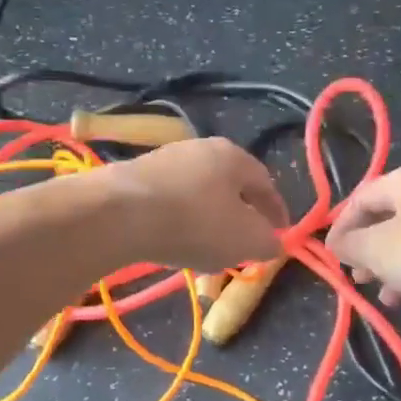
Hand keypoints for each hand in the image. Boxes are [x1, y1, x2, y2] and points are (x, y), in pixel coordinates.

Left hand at [99, 138, 289, 270]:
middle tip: (242, 245)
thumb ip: (267, 242)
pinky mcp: (133, 179)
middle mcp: (199, 149)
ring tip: (205, 251)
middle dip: (238, 218)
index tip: (281, 235)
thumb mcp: (246, 240)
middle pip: (228, 187)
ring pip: (197, 196)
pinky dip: (177, 223)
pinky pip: (168, 203)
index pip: (265, 184)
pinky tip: (172, 244)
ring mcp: (163, 161)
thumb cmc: (196, 223)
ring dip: (206, 222)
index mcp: (233, 156)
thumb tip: (273, 243)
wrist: (119, 215)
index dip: (276, 212)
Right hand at [326, 162, 400, 302]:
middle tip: (358, 277)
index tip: (331, 258)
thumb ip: (351, 246)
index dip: (340, 228)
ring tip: (386, 294)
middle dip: (369, 249)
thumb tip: (336, 244)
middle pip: (389, 216)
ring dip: (395, 264)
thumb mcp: (379, 250)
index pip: (360, 198)